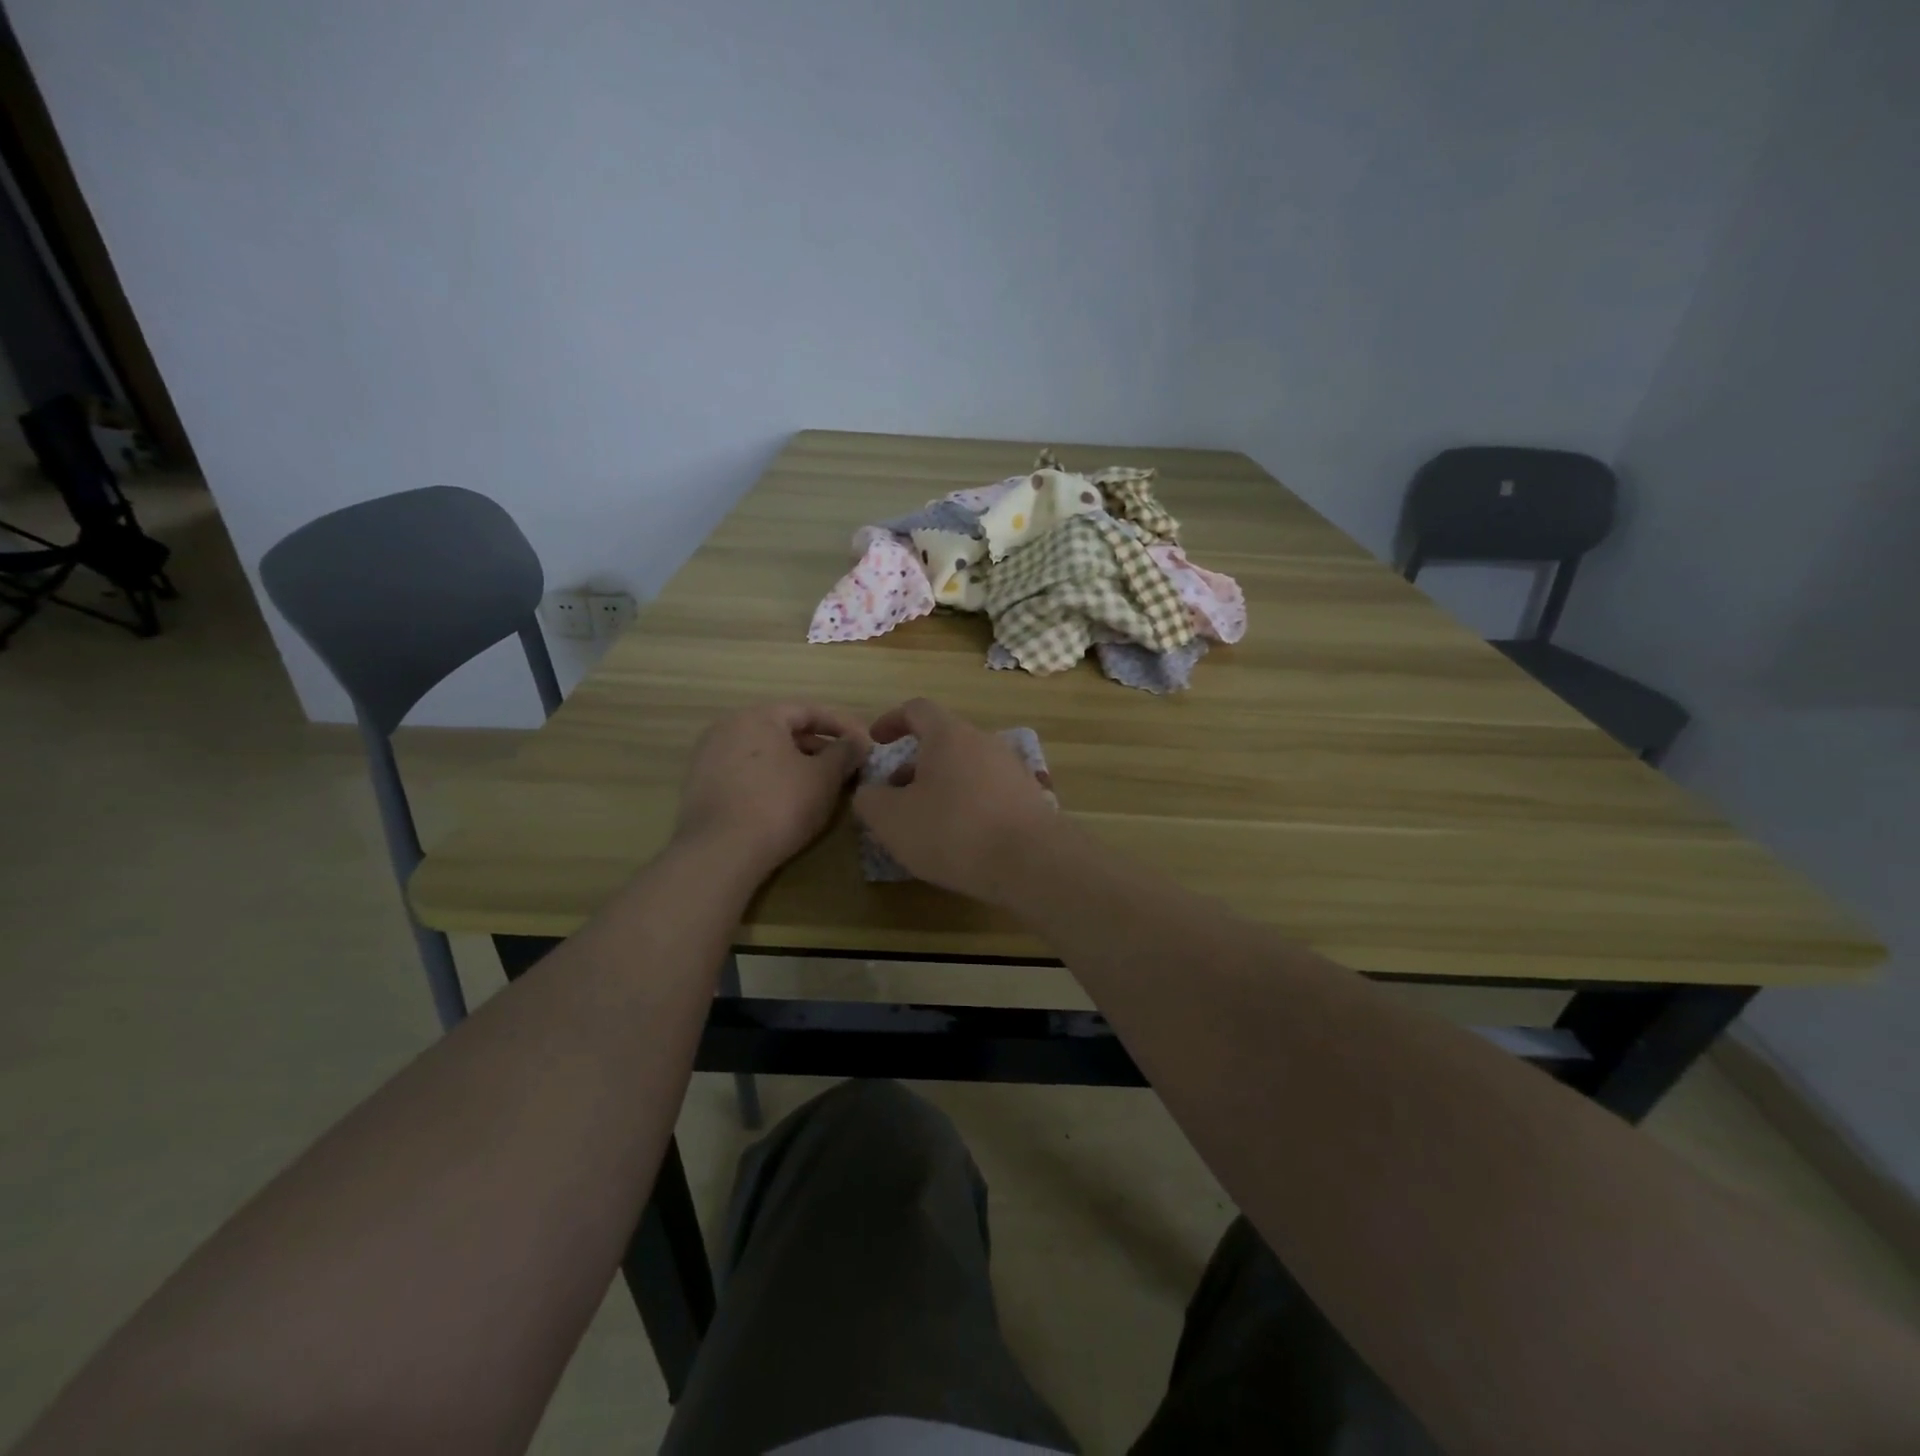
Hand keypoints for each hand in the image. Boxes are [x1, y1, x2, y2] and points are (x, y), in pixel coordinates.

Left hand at [674, 702, 870, 883]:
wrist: (720, 852)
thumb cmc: (780, 804)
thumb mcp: (824, 778)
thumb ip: (845, 753)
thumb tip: (858, 742)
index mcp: (759, 716)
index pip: (809, 711)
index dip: (842, 726)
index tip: (864, 744)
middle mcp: (728, 726)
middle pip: (784, 730)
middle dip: (818, 747)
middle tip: (844, 767)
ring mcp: (709, 756)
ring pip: (764, 752)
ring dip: (795, 764)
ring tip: (819, 786)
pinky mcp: (700, 785)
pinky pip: (745, 772)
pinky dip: (770, 779)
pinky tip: (786, 801)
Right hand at [852, 698, 1063, 903]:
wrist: (1032, 862)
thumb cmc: (953, 831)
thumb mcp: (892, 820)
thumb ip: (870, 800)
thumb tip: (870, 793)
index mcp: (949, 735)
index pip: (917, 710)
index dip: (891, 721)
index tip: (876, 741)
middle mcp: (983, 742)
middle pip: (942, 741)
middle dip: (913, 764)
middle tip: (895, 796)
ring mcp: (1011, 768)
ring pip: (965, 767)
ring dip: (940, 786)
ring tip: (925, 822)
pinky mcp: (1028, 797)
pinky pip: (987, 790)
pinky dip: (966, 803)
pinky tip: (960, 837)